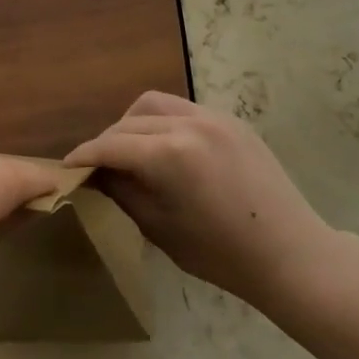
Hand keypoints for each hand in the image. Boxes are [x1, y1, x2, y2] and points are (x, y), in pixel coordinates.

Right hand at [65, 91, 341, 316]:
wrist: (291, 254)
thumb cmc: (221, 254)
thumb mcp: (159, 227)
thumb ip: (123, 192)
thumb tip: (97, 174)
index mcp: (170, 154)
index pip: (111, 145)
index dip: (84, 156)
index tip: (66, 167)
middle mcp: (190, 124)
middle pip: (130, 120)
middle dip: (107, 141)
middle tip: (98, 167)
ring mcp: (215, 118)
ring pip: (156, 104)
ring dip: (133, 124)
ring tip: (130, 152)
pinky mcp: (233, 122)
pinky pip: (184, 110)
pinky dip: (163, 123)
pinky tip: (165, 150)